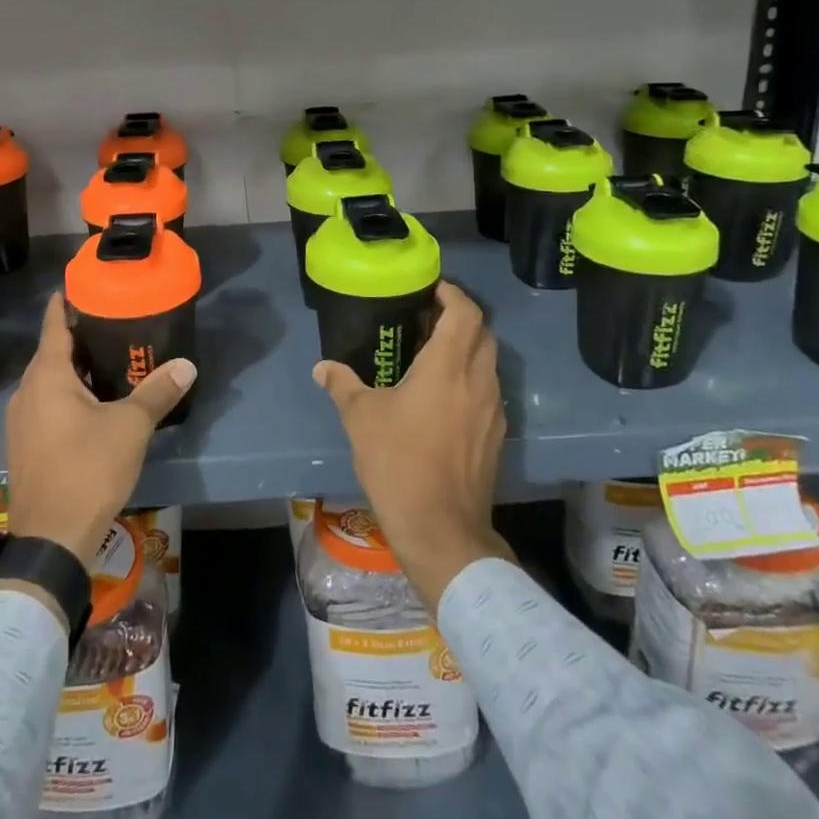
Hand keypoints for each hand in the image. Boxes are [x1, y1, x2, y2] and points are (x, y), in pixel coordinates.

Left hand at [3, 294, 194, 567]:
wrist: (50, 540)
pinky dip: (64, 397)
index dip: (64, 304)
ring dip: (71, 371)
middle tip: (108, 324)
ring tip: (105, 363)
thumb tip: (187, 364)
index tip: (78, 285)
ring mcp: (20, 423)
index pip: (54, 326)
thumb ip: (157, 392)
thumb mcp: (130, 427)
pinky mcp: (23, 448)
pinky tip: (90, 407)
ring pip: (46, 383)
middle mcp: (26, 393)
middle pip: (50, 354)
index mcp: (47, 377)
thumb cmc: (87, 469)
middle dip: (76, 338)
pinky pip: (44, 407)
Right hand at [314, 280, 512, 611]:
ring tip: (433, 356)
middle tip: (427, 320)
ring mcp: (494, 409)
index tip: (431, 289)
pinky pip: (489, 391)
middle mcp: (479, 380)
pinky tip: (444, 397)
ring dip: (468, 350)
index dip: (452, 293)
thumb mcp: (360, 418)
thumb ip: (342, 384)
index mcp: (448, 366)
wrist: (441, 529)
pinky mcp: (496, 435)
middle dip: (460, 318)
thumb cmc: (398, 462)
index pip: (465, 312)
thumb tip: (322, 367)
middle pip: (483, 332)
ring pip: (489, 363)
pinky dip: (471, 379)